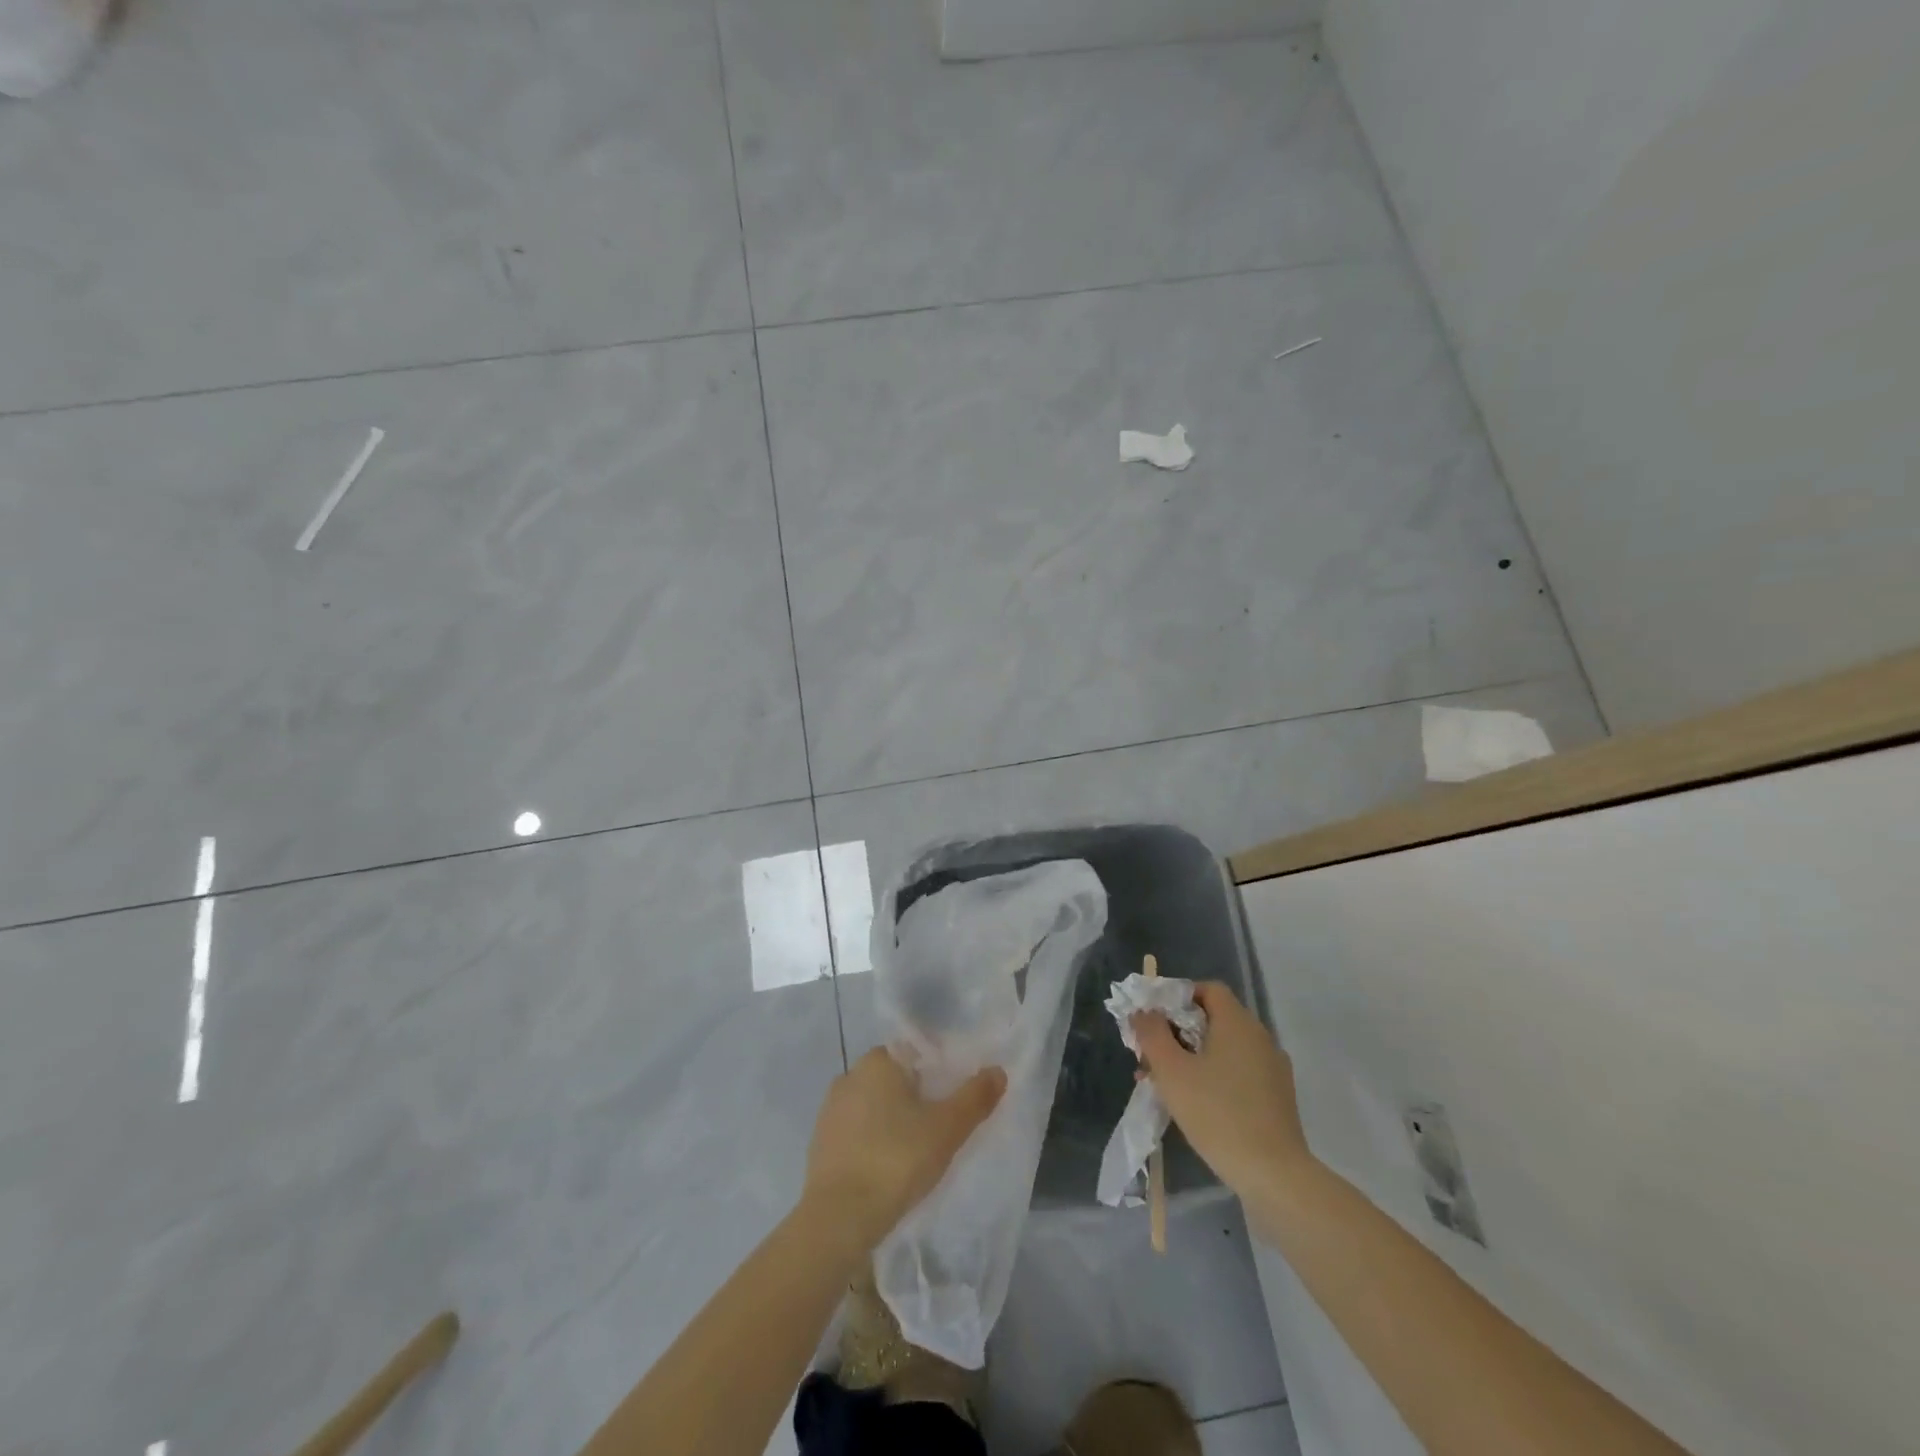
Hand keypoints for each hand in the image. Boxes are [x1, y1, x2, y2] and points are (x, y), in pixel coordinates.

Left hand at [803, 1047, 1005, 1250]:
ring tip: (917, 1152)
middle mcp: (849, 1076)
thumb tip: (998, 1071)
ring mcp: (830, 1111)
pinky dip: (874, 1143)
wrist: (838, 1219)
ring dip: (894, 1121)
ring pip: (875, 1107)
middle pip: (895, 1079)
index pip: (915, 1053)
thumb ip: (975, 1097)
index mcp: (877, 1061)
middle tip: (941, 1128)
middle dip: (917, 1098)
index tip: (953, 1100)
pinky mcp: (820, 1144)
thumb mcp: (947, 1129)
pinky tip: (889, 1168)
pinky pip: (857, 1133)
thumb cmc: (897, 1159)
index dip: (938, 1073)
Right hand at [1132, 981, 1312, 1196]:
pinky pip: (1239, 1072)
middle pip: (1214, 1019)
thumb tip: (1143, 1011)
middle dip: (1178, 1032)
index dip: (1178, 997)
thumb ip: (1152, 1034)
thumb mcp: (1172, 1071)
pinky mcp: (1278, 1098)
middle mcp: (1260, 1037)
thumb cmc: (1218, 1114)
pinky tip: (1196, 1105)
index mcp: (1238, 1022)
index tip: (1154, 1021)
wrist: (1275, 1176)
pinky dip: (1215, 1077)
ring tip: (1165, 1085)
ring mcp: (1273, 1069)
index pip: (1208, 990)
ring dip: (1193, 1058)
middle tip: (1152, 1056)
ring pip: (1225, 1049)